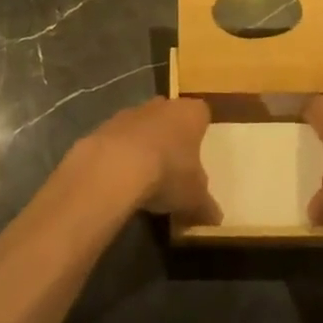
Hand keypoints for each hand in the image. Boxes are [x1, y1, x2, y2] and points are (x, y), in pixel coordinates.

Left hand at [79, 98, 219, 224]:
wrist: (116, 166)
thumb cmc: (168, 172)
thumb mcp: (195, 197)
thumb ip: (206, 205)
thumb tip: (216, 218)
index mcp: (191, 113)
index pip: (201, 114)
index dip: (200, 132)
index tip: (198, 153)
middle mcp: (163, 105)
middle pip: (171, 116)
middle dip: (171, 136)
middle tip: (174, 165)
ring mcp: (131, 112)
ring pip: (143, 125)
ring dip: (144, 144)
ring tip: (146, 177)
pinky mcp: (105, 125)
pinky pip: (119, 138)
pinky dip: (121, 154)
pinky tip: (122, 179)